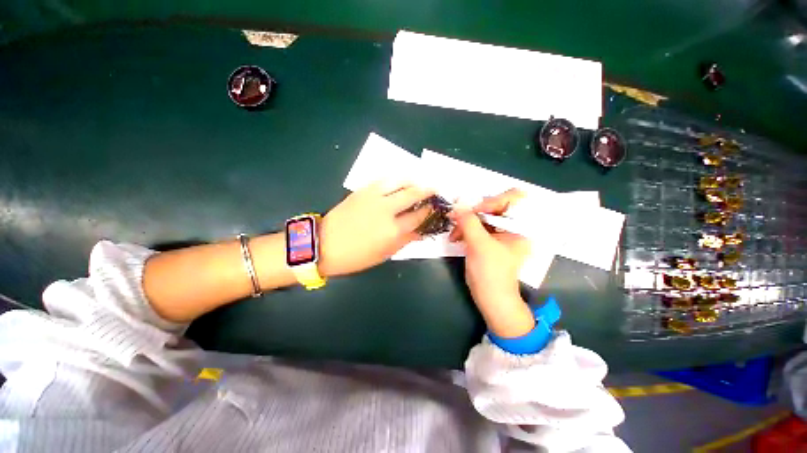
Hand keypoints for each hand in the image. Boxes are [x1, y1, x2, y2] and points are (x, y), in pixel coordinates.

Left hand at [318, 181, 433, 276]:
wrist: (324, 244)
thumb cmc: (356, 256)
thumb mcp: (384, 254)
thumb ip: (405, 241)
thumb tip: (420, 232)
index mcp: (393, 230)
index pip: (419, 216)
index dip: (429, 211)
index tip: (434, 208)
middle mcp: (387, 209)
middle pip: (413, 193)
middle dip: (428, 190)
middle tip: (434, 190)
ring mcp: (374, 197)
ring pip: (399, 181)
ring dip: (413, 180)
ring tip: (418, 182)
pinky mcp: (363, 190)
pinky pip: (383, 179)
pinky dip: (396, 179)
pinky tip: (400, 182)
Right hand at [449, 189, 534, 337]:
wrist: (491, 298)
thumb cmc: (491, 273)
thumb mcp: (480, 245)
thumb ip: (469, 222)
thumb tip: (457, 205)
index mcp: (521, 227)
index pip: (512, 198)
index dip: (492, 201)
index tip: (473, 212)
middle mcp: (513, 226)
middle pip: (493, 206)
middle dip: (473, 213)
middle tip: (457, 220)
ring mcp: (500, 233)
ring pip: (482, 215)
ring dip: (465, 222)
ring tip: (454, 235)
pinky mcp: (489, 239)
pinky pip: (477, 225)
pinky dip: (465, 229)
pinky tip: (456, 237)